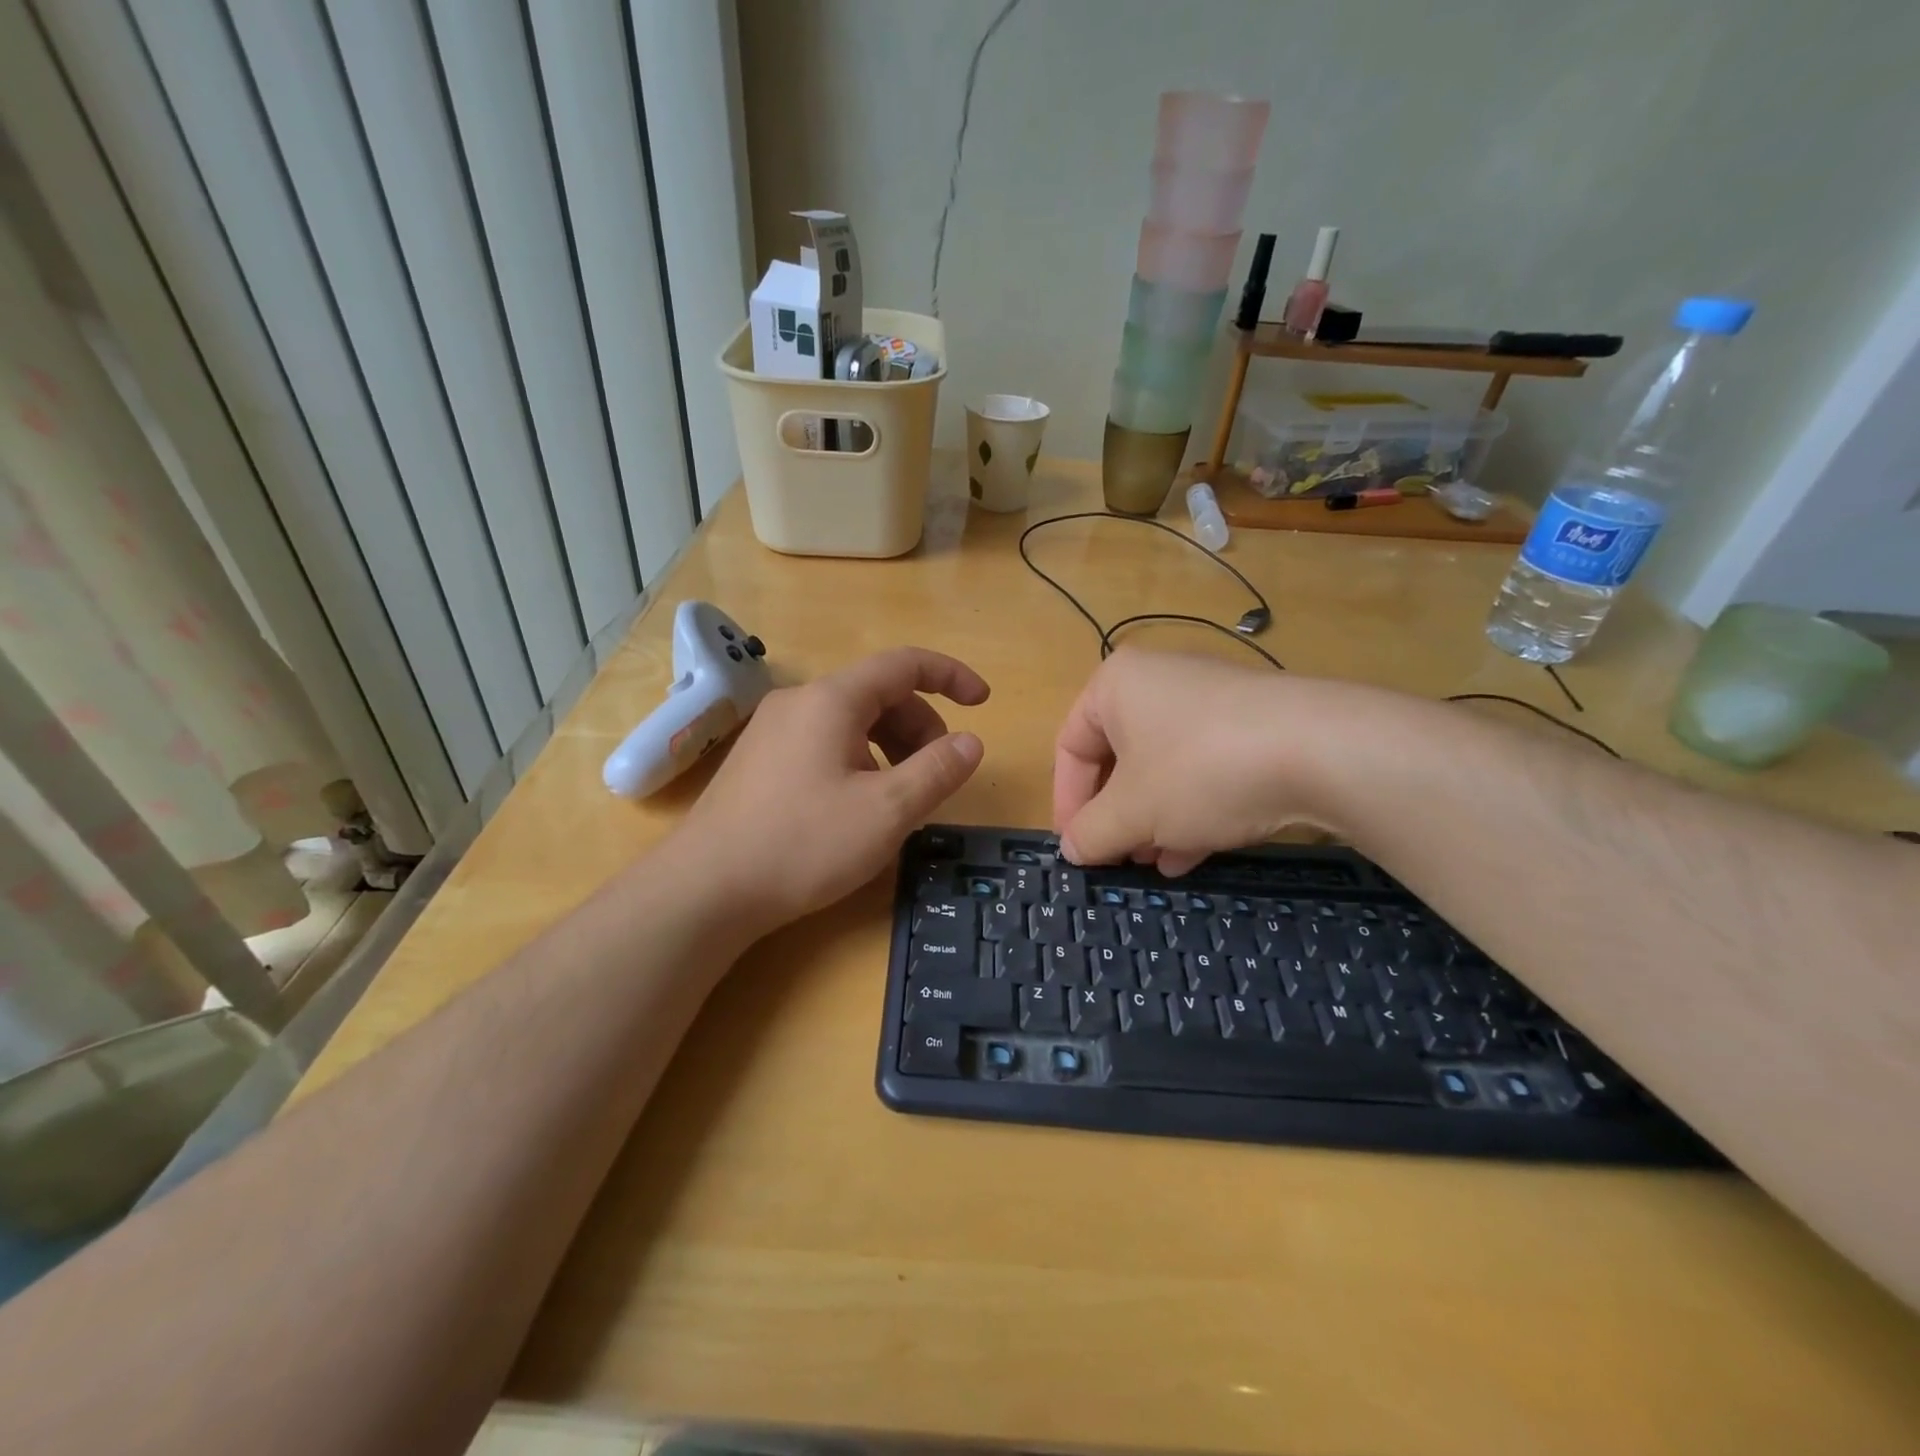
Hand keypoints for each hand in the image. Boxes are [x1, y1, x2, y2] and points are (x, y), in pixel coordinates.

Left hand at [674, 647, 988, 933]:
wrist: (705, 890)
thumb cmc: (803, 844)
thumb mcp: (886, 812)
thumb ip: (936, 771)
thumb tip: (971, 742)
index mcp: (832, 700)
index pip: (903, 664)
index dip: (950, 676)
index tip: (983, 702)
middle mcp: (799, 702)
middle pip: (877, 695)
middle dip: (920, 727)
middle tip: (936, 776)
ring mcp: (772, 730)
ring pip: (850, 722)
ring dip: (890, 747)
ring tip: (899, 798)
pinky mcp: (759, 761)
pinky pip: (824, 743)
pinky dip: (859, 760)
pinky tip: (856, 806)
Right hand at [1052, 649, 1353, 874]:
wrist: (1322, 751)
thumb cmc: (1200, 771)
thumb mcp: (1134, 812)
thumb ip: (1091, 833)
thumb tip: (1072, 850)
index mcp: (1116, 686)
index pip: (1071, 746)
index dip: (1068, 803)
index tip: (1076, 847)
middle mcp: (1160, 683)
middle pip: (1118, 759)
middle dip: (1116, 816)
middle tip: (1117, 858)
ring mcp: (1211, 703)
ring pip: (1163, 769)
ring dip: (1152, 821)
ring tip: (1154, 863)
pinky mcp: (1252, 727)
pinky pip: (1204, 770)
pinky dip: (1191, 810)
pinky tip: (1193, 855)